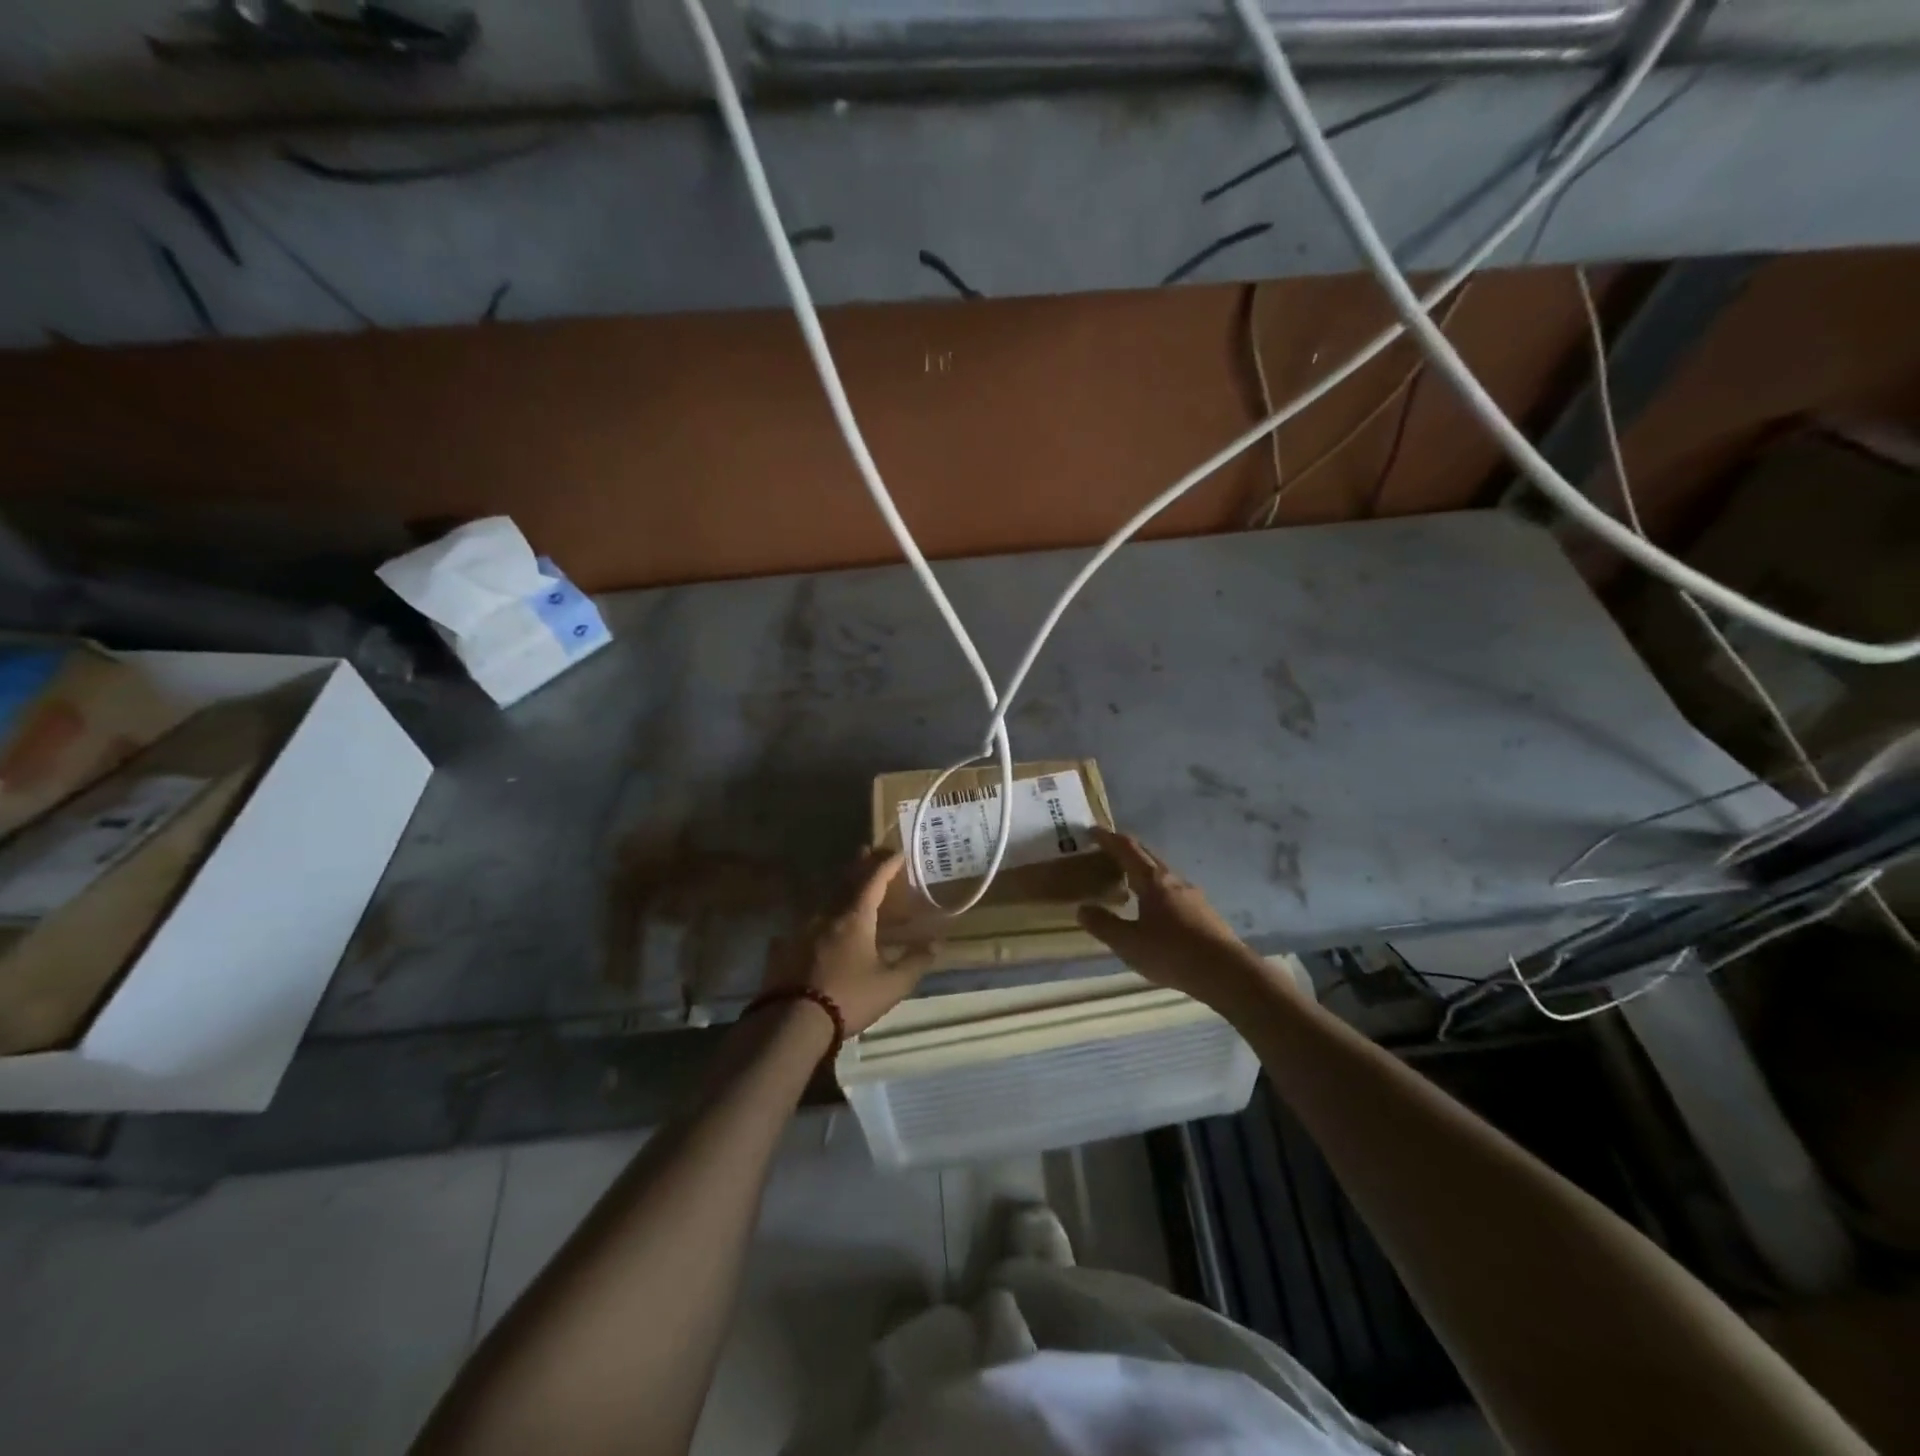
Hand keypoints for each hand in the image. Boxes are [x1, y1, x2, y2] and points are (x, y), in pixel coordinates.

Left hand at [763, 850, 935, 1034]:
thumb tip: (936, 945)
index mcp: (855, 918)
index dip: (886, 865)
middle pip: (846, 882)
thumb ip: (915, 963)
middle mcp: (827, 916)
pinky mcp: (784, 948)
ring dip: (839, 888)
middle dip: (860, 865)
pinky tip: (815, 927)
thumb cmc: (848, 998)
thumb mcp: (891, 985)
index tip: (897, 852)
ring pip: (825, 901)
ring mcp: (801, 930)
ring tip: (848, 885)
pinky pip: (805, 925)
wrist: (792, 1022)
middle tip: (868, 850)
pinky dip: (818, 919)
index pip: (873, 880)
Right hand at [1078, 829, 1292, 1011]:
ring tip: (1127, 881)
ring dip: (1142, 870)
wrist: (1227, 972)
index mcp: (1152, 881)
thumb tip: (1082, 908)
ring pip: (1162, 873)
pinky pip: (1173, 890)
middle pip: (1147, 855)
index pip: (1126, 849)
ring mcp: (1192, 895)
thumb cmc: (1172, 953)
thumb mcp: (1129, 944)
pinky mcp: (1203, 912)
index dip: (1108, 838)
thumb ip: (1104, 925)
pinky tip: (1153, 908)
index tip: (1092, 831)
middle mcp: (1173, 880)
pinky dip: (1156, 889)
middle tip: (1105, 852)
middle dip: (1125, 849)